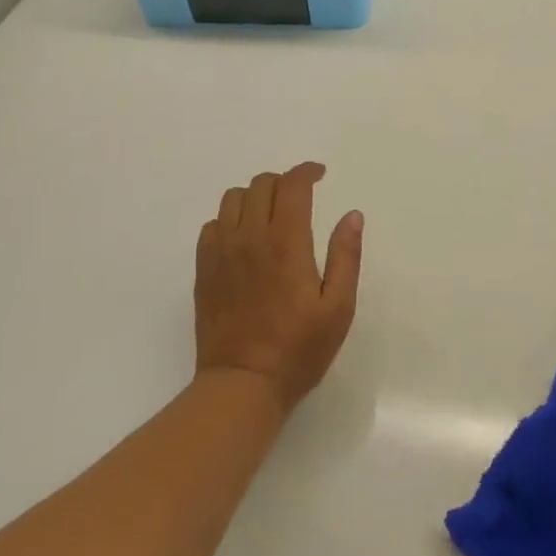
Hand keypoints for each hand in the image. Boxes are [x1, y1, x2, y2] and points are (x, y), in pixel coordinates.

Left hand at [194, 162, 363, 413]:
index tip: (320, 174)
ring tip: (271, 214)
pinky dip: (230, 219)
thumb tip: (352, 215)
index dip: (307, 172)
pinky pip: (212, 225)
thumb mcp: (338, 307)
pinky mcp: (203, 269)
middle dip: (284, 182)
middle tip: (301, 197)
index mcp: (286, 243)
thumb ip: (345, 256)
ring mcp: (221, 252)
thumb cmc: (298, 349)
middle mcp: (250, 237)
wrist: (242, 384)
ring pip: (232, 199)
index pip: (292, 185)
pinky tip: (244, 238)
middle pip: (261, 184)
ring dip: (255, 196)